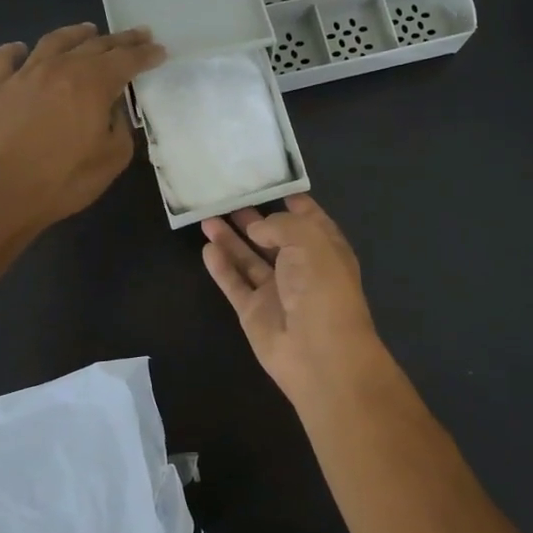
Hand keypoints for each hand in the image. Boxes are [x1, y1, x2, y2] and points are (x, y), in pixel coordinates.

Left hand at [0, 23, 165, 235]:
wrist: (1, 192)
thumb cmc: (65, 180)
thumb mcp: (112, 158)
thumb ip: (120, 127)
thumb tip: (112, 109)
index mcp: (93, 83)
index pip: (126, 60)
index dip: (146, 55)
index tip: (159, 50)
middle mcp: (60, 68)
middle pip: (96, 45)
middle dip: (121, 40)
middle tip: (138, 35)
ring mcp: (24, 75)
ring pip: (54, 42)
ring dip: (76, 34)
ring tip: (89, 30)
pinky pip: (5, 58)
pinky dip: (14, 50)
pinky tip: (20, 49)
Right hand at [200, 196, 385, 402]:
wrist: (318, 352)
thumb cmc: (321, 287)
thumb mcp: (308, 240)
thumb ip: (279, 226)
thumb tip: (256, 228)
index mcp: (325, 248)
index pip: (308, 218)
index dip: (291, 201)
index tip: (268, 181)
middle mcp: (301, 267)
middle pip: (274, 238)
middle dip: (254, 218)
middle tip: (227, 198)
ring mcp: (276, 291)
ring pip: (249, 259)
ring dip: (230, 239)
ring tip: (208, 217)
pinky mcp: (254, 312)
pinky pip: (235, 283)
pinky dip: (221, 267)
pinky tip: (208, 248)